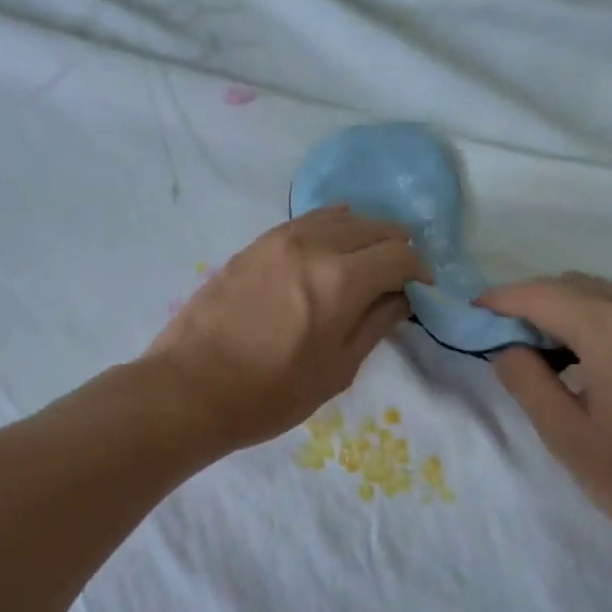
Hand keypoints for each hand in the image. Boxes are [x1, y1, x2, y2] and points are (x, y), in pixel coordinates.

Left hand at [147, 209, 427, 453]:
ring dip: (362, 235)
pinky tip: (328, 250)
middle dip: (395, 248)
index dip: (419, 272)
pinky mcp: (253, 245)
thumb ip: (376, 325)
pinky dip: (328, 229)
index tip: (420, 292)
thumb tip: (401, 297)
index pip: (400, 255)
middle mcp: (314, 245)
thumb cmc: (270, 394)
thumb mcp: (337, 370)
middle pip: (373, 227)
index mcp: (342, 280)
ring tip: (365, 261)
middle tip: (398, 277)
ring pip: (338, 217)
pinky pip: (304, 222)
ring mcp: (278, 240)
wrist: (190, 389)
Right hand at [478, 273, 611, 560]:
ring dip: (572, 311)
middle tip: (508, 336)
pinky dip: (608, 320)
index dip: (504, 299)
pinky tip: (600, 358)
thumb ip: (527, 381)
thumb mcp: (567, 438)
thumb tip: (508, 346)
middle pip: (579, 286)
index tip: (476, 310)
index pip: (546, 296)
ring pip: (611, 295)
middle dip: (536, 303)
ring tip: (551, 351)